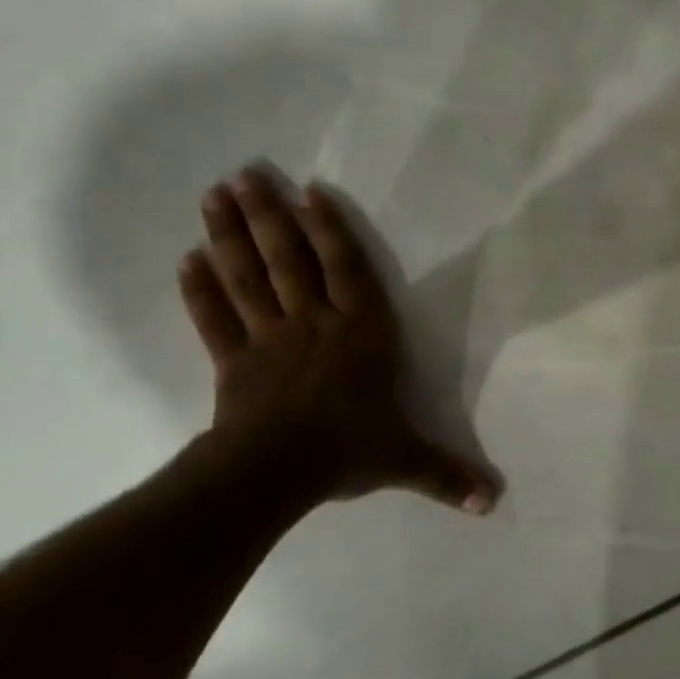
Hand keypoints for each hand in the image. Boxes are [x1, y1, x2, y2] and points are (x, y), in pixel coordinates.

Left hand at [177, 165, 498, 515]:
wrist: (277, 473)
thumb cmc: (347, 450)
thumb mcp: (407, 459)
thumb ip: (447, 474)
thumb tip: (493, 504)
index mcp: (361, 332)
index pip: (347, 270)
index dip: (329, 228)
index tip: (307, 191)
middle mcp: (315, 323)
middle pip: (288, 261)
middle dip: (268, 216)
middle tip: (244, 175)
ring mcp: (269, 339)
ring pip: (249, 279)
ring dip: (230, 237)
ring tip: (214, 195)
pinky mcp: (234, 362)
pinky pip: (215, 320)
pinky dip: (199, 290)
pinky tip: (186, 259)